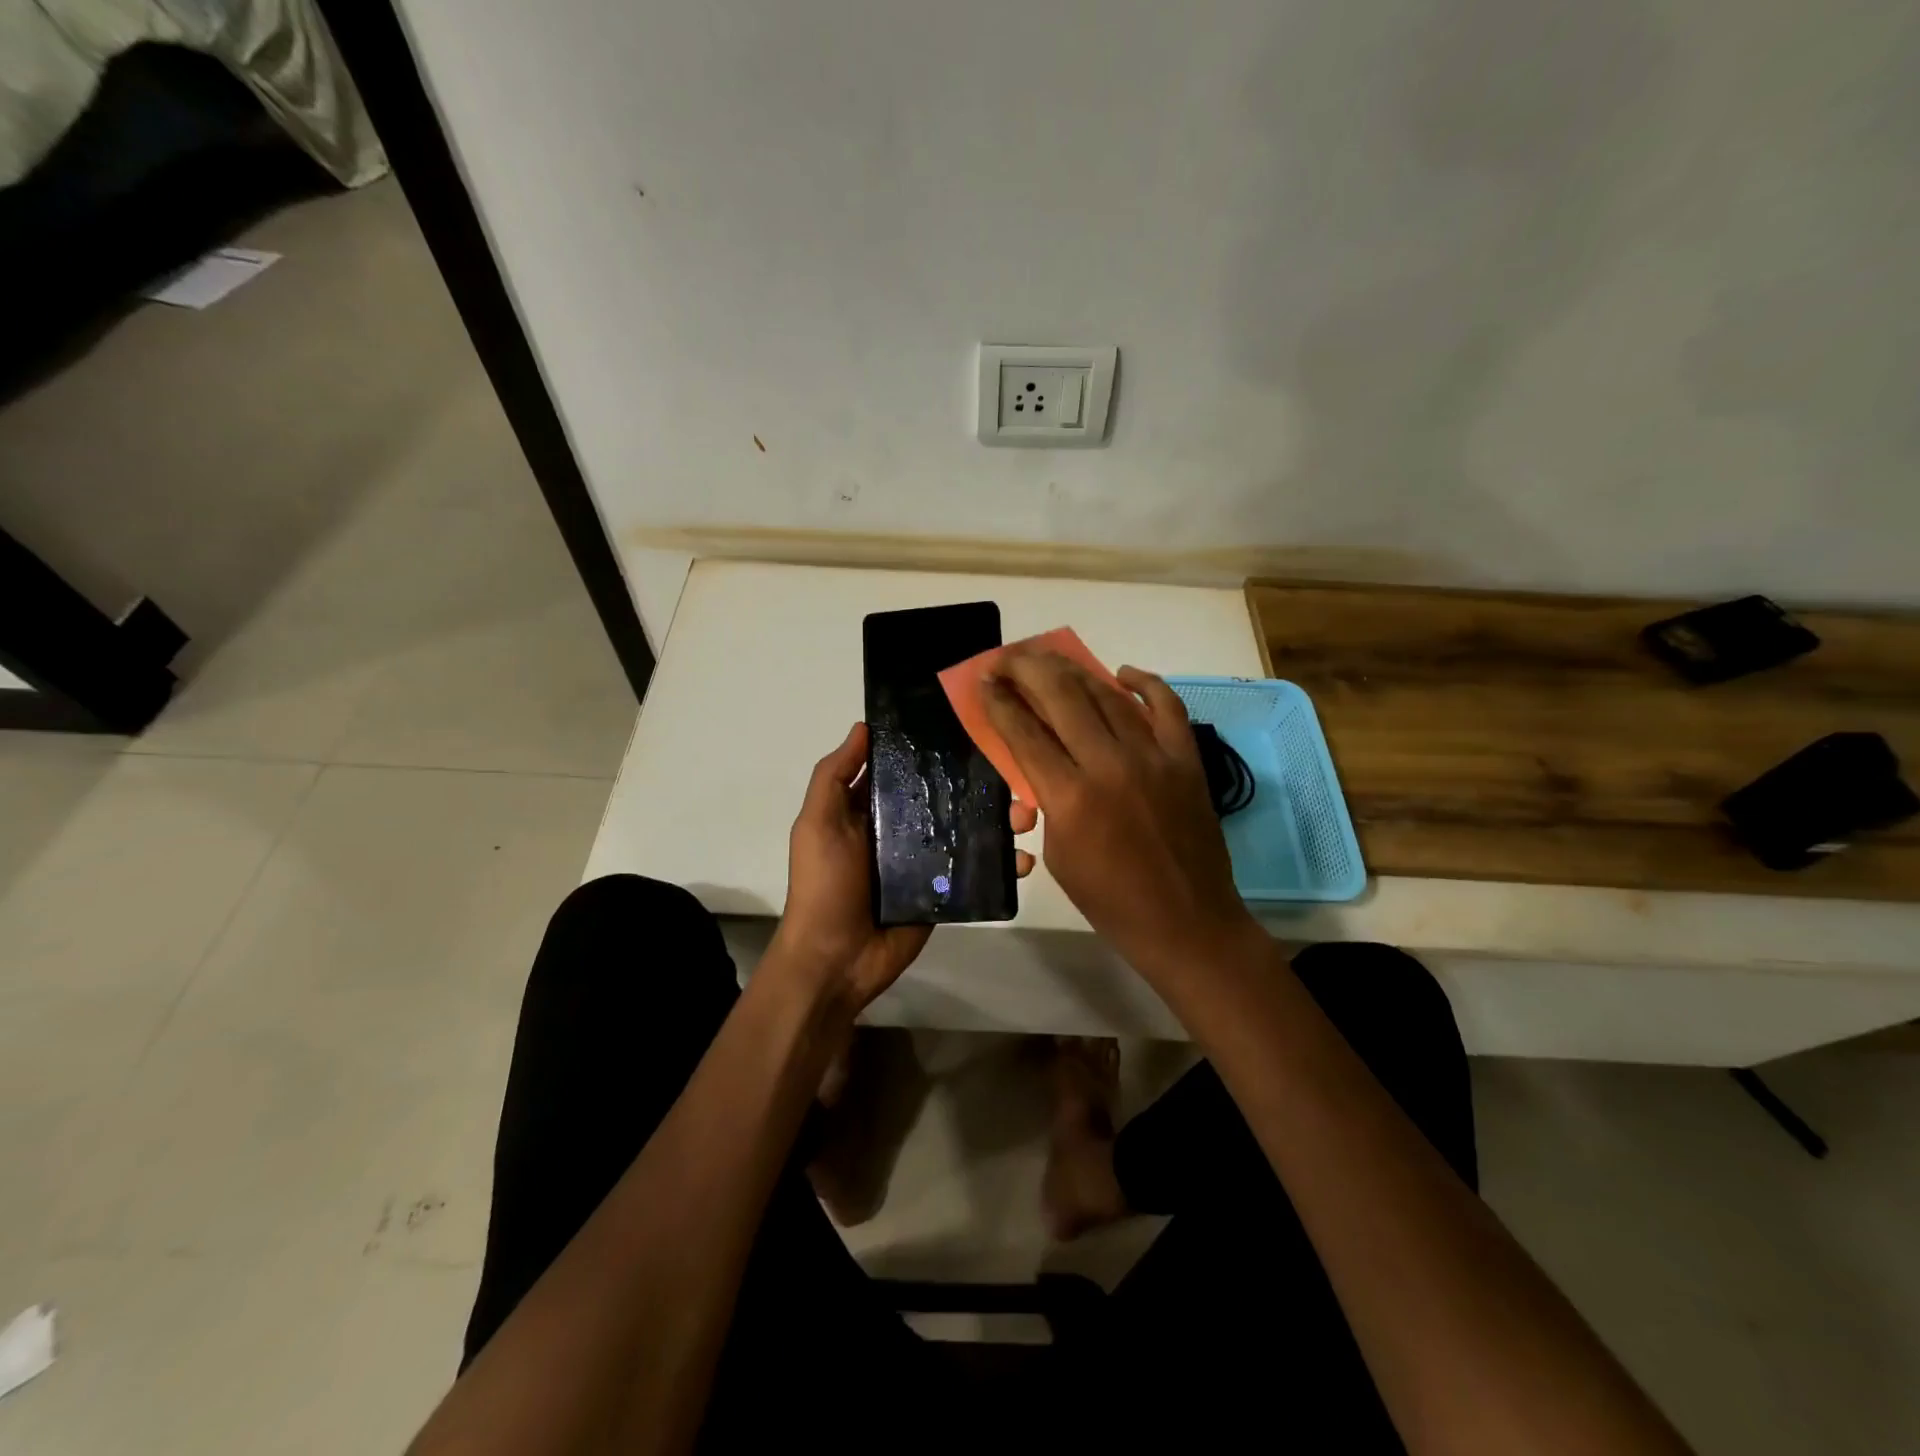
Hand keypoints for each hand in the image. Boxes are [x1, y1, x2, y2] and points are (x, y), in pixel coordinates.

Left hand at [770, 722, 1037, 1012]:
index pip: (905, 767)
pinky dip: (1002, 864)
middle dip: (981, 784)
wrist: (836, 960)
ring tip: (1028, 816)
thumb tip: (864, 727)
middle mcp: (900, 828)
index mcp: (870, 808)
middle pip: (946, 797)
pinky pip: (976, 872)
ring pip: (968, 831)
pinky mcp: (943, 891)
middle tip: (1015, 774)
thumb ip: (835, 776)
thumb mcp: (818, 823)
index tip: (971, 723)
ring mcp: (924, 861)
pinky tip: (1023, 859)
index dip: (931, 747)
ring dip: (1000, 821)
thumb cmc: (824, 885)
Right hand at [982, 653, 1261, 983]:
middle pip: (1061, 697)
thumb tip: (1038, 769)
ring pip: (1107, 695)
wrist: (1186, 923)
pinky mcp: (1186, 759)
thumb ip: (1046, 802)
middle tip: (1008, 658)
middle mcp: (1110, 765)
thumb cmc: (1110, 901)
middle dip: (1028, 669)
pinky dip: (1144, 683)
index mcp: (1071, 797)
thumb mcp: (1059, 856)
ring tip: (1050, 658)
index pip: (1024, 732)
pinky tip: (1122, 672)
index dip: (999, 701)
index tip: (984, 679)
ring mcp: (1154, 757)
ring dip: (1074, 670)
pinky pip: (1166, 706)